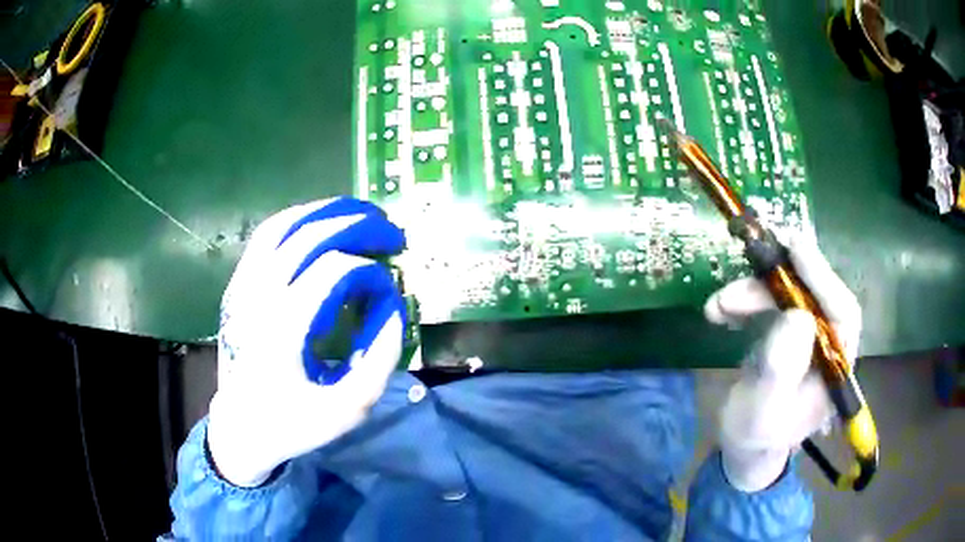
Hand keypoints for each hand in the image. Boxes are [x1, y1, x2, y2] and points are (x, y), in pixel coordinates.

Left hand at [207, 197, 406, 486]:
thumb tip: (393, 307)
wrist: (240, 428)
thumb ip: (380, 358)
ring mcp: (242, 288)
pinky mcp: (237, 287)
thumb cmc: (294, 423)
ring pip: (281, 227)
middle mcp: (258, 298)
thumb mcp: (349, 409)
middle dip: (355, 225)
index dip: (370, 272)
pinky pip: (265, 238)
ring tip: (358, 213)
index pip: (333, 271)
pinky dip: (296, 222)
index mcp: (283, 330)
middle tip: (389, 230)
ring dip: (323, 212)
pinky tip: (319, 225)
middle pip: (307, 237)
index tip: (389, 291)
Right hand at [704, 234, 860, 491]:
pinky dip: (748, 302)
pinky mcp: (790, 334)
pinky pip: (773, 305)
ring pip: (790, 297)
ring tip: (718, 305)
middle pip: (813, 298)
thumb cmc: (753, 436)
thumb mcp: (761, 412)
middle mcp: (829, 346)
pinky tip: (723, 312)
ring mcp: (809, 339)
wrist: (743, 446)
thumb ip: (780, 371)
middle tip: (744, 274)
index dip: (822, 277)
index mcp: (836, 368)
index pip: (842, 313)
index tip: (795, 247)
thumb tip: (797, 316)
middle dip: (776, 285)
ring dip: (753, 293)